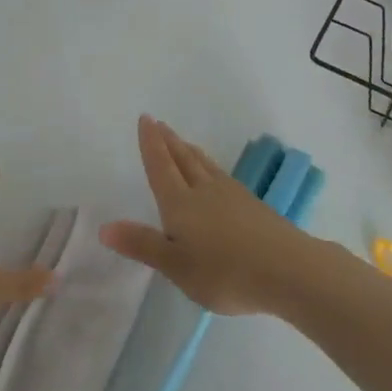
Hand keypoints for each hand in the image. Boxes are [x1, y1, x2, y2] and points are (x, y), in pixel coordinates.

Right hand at [99, 116, 312, 315]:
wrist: (288, 269)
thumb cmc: (225, 272)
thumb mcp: (177, 266)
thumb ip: (143, 245)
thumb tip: (103, 227)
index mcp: (180, 203)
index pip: (161, 166)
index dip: (151, 144)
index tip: (146, 119)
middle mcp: (204, 190)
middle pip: (182, 159)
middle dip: (168, 142)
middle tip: (158, 123)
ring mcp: (231, 195)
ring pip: (204, 165)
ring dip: (189, 151)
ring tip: (182, 142)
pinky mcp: (252, 204)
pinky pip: (220, 175)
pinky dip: (209, 166)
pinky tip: (214, 174)